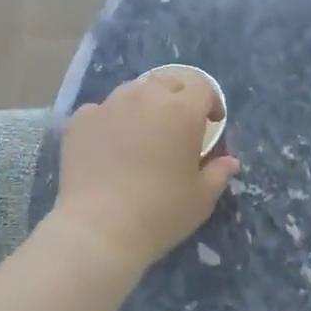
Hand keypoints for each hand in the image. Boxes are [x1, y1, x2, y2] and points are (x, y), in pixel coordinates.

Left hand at [55, 70, 239, 272]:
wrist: (99, 229)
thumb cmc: (160, 212)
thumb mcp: (201, 197)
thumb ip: (218, 172)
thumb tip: (229, 161)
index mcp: (182, 111)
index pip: (203, 88)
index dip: (211, 103)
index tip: (211, 123)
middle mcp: (146, 97)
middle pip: (168, 82)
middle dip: (177, 97)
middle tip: (177, 125)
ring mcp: (110, 105)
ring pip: (133, 91)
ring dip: (143, 105)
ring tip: (141, 132)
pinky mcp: (81, 120)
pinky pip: (101, 110)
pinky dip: (110, 121)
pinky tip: (108, 146)